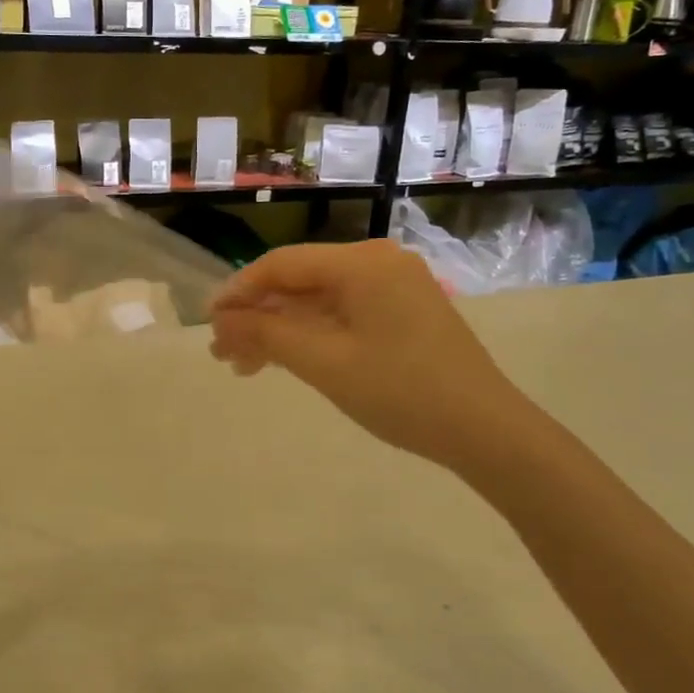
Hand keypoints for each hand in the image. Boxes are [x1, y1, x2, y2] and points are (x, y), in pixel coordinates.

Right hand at [209, 240, 534, 468]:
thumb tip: (221, 319)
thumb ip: (267, 333)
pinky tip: (285, 360)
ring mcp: (393, 286)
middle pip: (299, 282)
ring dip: (280, 330)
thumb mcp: (325, 362)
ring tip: (245, 366)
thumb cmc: (401, 392)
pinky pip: (343, 314)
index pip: (282, 264)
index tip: (208, 323)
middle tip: (222, 353)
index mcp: (361, 263)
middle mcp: (377, 262)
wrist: (485, 430)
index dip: (239, 292)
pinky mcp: (402, 311)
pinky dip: (311, 335)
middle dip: (257, 317)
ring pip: (318, 301)